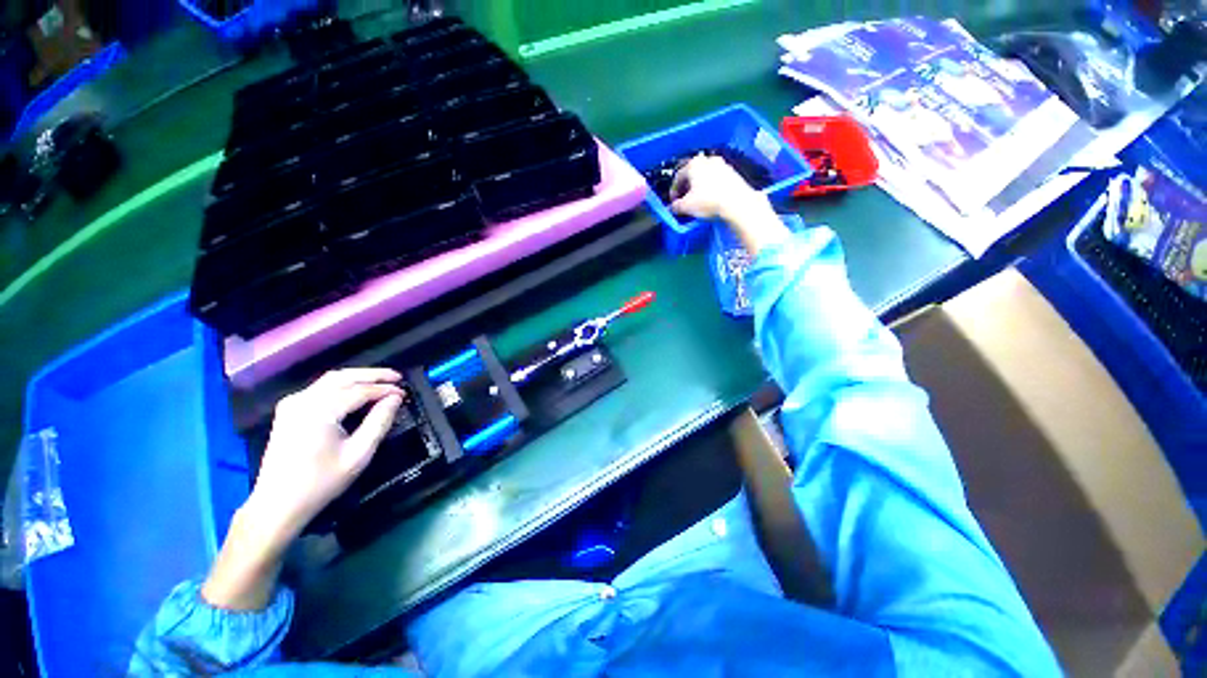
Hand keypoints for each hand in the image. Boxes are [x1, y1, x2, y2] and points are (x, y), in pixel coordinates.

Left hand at [247, 368, 404, 545]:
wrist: (277, 505)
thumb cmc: (321, 482)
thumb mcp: (359, 454)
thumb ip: (379, 422)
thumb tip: (395, 398)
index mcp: (318, 411)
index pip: (359, 390)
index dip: (385, 389)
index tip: (404, 393)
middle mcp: (302, 400)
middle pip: (343, 377)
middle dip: (373, 375)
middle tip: (397, 377)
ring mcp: (292, 404)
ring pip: (331, 379)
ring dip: (358, 377)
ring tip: (382, 381)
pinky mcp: (289, 411)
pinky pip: (320, 388)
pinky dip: (342, 385)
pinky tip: (356, 390)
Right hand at [670, 154, 787, 256]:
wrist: (737, 203)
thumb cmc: (708, 201)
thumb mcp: (686, 207)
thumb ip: (676, 206)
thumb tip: (672, 208)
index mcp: (693, 164)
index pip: (677, 177)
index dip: (673, 191)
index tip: (673, 203)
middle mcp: (707, 160)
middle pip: (692, 175)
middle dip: (686, 188)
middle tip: (684, 202)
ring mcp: (722, 165)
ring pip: (704, 177)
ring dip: (698, 188)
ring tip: (697, 202)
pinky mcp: (732, 173)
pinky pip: (716, 180)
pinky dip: (710, 188)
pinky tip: (710, 200)